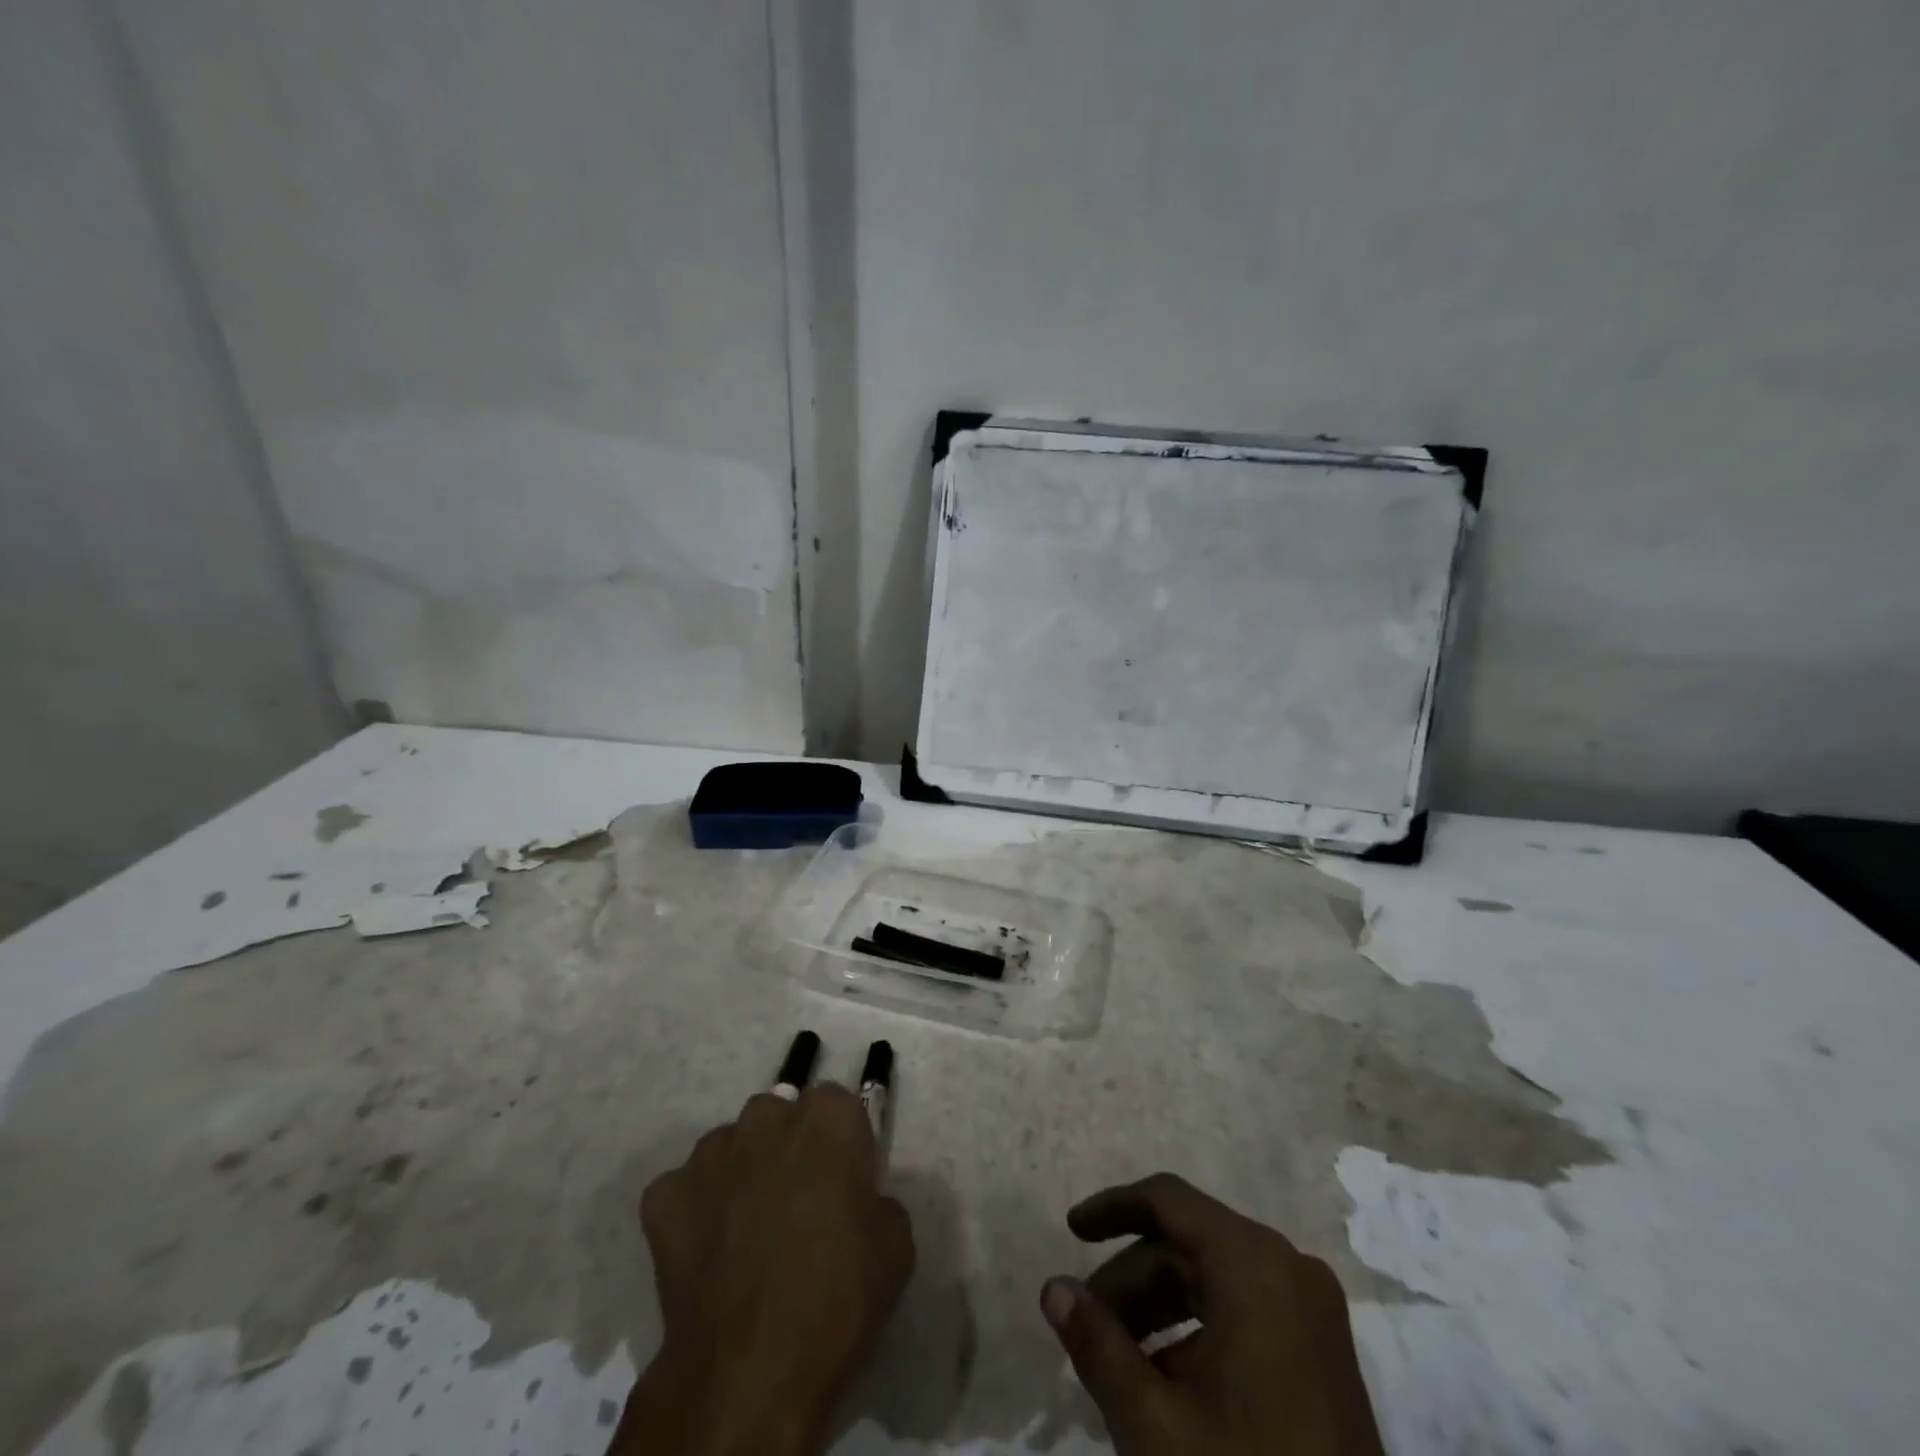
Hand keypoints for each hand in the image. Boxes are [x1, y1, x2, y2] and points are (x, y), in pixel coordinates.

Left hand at [614, 1086, 914, 1455]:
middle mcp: (767, 1117)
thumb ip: (875, 1196)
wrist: (748, 1372)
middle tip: (798, 1201)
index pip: (837, 1103)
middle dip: (789, 1145)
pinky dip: (695, 1208)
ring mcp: (710, 1153)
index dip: (841, 1141)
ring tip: (747, 1228)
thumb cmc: (837, 1298)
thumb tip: (854, 1199)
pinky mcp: (665, 1194)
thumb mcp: (896, 1243)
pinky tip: (708, 1251)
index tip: (844, 1179)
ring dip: (742, 1170)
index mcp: (828, 1118)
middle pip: (781, 1115)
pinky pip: (685, 1187)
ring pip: (731, 1145)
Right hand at [1041, 1173, 1384, 1455]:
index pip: (1167, 1200)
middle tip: (1088, 1328)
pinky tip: (1167, 1391)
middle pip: (1188, 1245)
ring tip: (1118, 1366)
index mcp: (1252, 1262)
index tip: (1069, 1232)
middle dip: (1132, 1281)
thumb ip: (1095, 1344)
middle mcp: (1288, 1268)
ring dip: (1160, 1311)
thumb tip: (1053, 1288)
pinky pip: (1245, 1314)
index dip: (1113, 1208)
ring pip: (1214, 1281)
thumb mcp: (1153, 1424)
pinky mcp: (1324, 1355)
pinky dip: (1197, 1336)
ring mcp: (1313, 1313)